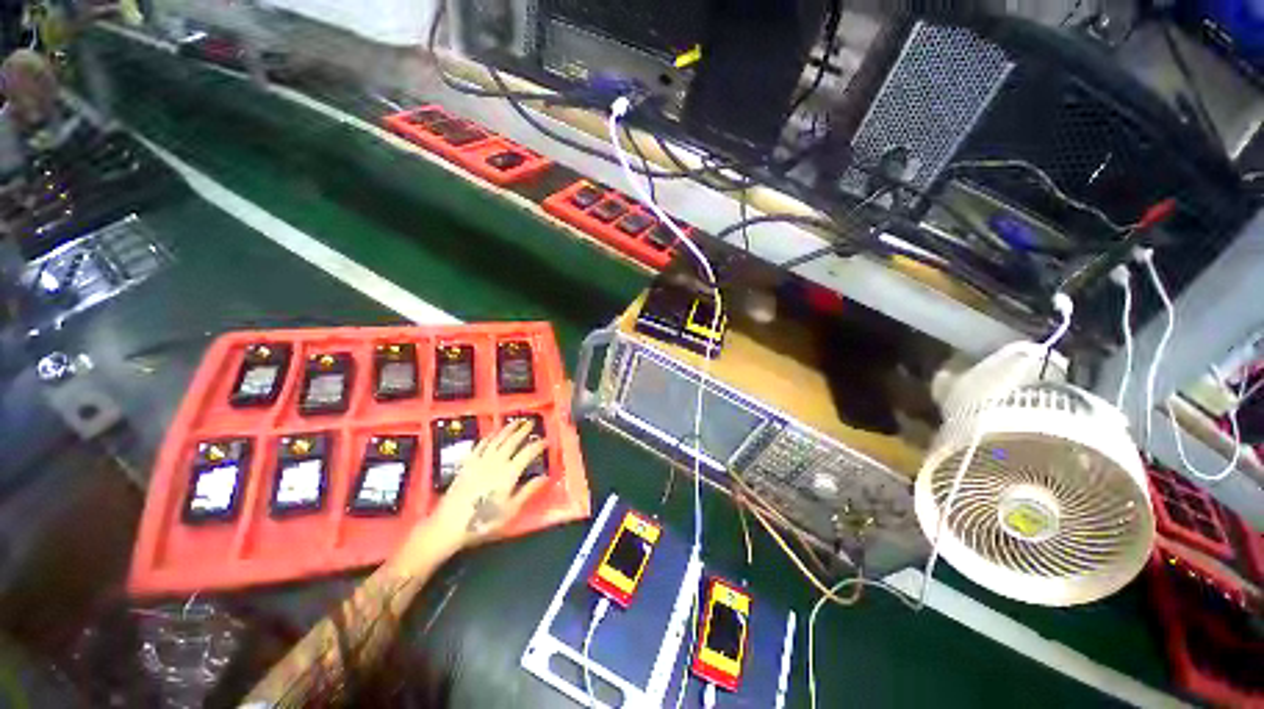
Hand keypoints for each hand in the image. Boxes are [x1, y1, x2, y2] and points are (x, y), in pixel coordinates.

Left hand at [422, 420, 547, 553]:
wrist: (449, 524)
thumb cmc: (483, 520)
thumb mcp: (511, 510)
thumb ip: (528, 491)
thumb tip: (545, 477)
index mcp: (509, 473)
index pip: (527, 453)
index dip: (538, 445)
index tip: (546, 440)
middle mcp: (496, 462)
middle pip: (512, 441)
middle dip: (523, 431)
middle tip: (531, 423)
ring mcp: (480, 461)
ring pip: (497, 440)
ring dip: (507, 429)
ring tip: (515, 422)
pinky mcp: (467, 464)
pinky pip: (480, 445)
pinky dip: (488, 437)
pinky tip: (492, 434)